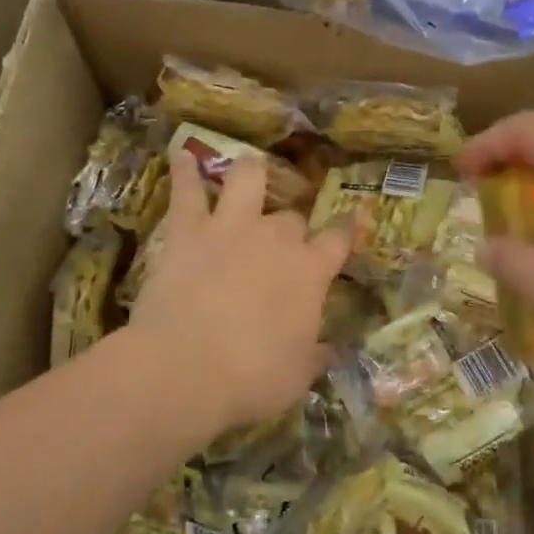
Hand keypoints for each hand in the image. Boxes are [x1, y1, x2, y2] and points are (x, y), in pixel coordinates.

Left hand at [128, 150, 351, 432]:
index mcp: (309, 271)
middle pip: (291, 218)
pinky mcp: (188, 230)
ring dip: (251, 173)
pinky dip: (185, 171)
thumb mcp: (297, 376)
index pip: (338, 239)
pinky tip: (183, 155)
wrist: (185, 369)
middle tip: (282, 242)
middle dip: (291, 227)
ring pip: (247, 179)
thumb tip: (328, 349)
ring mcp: (231, 227)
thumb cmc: (251, 378)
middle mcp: (276, 238)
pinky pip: (187, 191)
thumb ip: (315, 355)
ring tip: (249, 168)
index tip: (350, 222)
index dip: (346, 230)